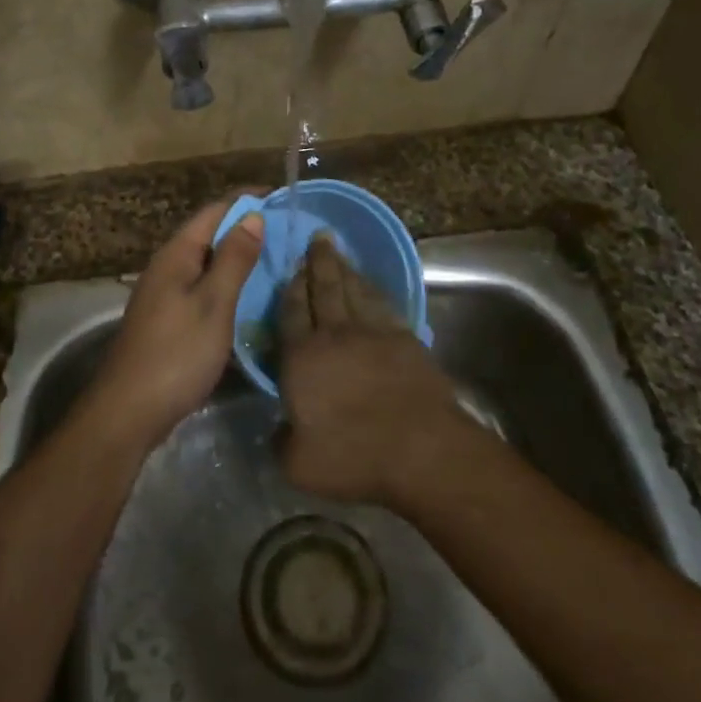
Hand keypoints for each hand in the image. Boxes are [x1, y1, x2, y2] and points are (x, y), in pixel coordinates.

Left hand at [87, 197, 264, 446]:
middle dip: (247, 228)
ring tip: (279, 260)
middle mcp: (168, 267)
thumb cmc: (176, 354)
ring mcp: (165, 294)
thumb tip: (253, 215)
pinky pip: (203, 288)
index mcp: (176, 255)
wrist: (128, 412)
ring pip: (207, 263)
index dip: (247, 200)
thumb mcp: (213, 304)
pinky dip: (228, 285)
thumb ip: (234, 259)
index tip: (283, 198)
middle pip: (210, 234)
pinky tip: (250, 298)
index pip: (215, 211)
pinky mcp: (168, 320)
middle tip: (290, 232)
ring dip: (239, 258)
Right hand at [277, 236, 469, 507]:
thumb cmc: (353, 455)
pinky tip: (371, 286)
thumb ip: (281, 442)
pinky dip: (374, 289)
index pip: (291, 313)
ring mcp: (374, 332)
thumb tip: (279, 430)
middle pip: (324, 288)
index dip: (290, 289)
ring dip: (345, 269)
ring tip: (338, 253)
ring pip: (355, 290)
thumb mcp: (299, 464)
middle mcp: (335, 334)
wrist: (421, 448)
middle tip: (318, 237)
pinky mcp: (405, 339)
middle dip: (319, 262)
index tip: (291, 268)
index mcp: (303, 357)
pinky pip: (384, 304)